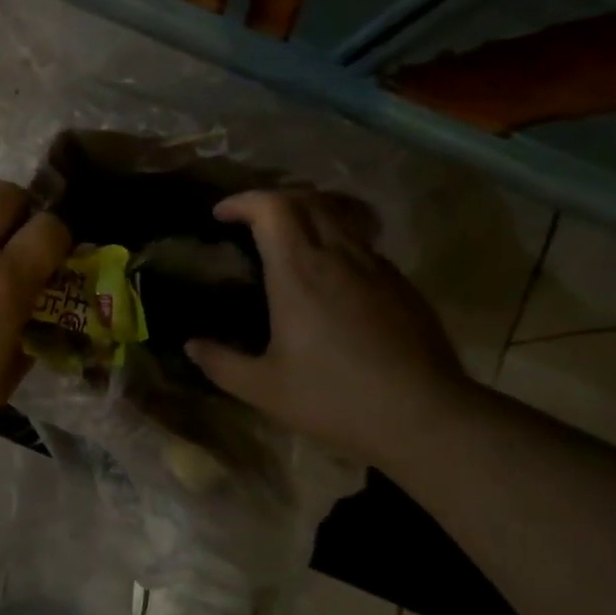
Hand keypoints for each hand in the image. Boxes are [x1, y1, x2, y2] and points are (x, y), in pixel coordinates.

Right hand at [184, 188, 477, 466]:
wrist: (424, 416)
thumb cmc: (335, 399)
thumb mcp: (264, 389)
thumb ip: (221, 363)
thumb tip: (191, 345)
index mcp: (298, 271)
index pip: (271, 207)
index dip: (242, 201)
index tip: (221, 215)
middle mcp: (338, 255)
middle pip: (306, 198)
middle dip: (272, 199)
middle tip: (250, 221)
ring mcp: (375, 265)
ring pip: (339, 213)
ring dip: (307, 211)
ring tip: (289, 235)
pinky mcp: (400, 282)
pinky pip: (362, 240)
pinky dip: (336, 236)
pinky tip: (331, 272)